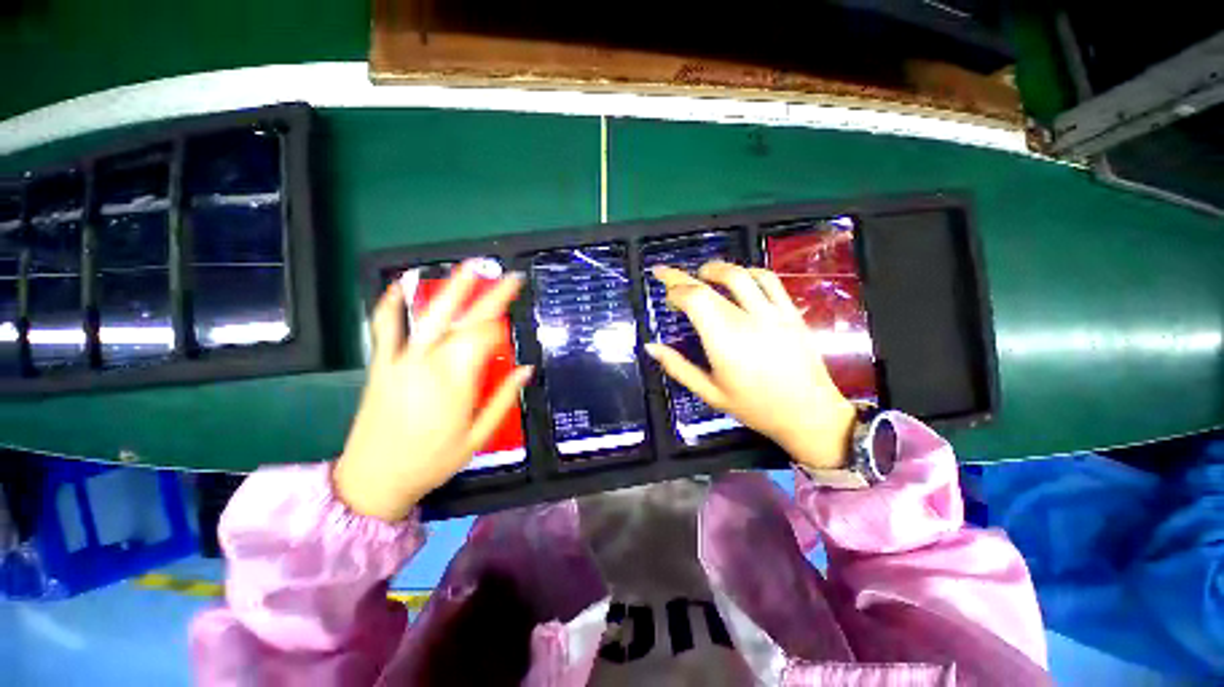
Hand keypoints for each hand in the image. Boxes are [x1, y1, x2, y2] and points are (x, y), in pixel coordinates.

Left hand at [334, 262, 532, 521]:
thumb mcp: (478, 436)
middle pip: (466, 320)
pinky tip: (402, 284)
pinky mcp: (382, 363)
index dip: (503, 327)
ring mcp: (402, 360)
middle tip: (512, 278)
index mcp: (456, 382)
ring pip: (430, 315)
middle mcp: (429, 363)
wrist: (373, 479)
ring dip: (452, 288)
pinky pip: (384, 326)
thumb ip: (504, 399)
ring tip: (470, 268)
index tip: (514, 325)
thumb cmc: (432, 461)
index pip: (486, 338)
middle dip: (492, 296)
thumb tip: (526, 369)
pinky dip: (391, 302)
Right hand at [646, 261, 855, 469]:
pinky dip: (748, 272)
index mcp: (724, 340)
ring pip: (741, 275)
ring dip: (715, 269)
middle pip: (711, 283)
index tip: (664, 294)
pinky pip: (769, 280)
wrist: (809, 414)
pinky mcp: (791, 312)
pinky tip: (739, 279)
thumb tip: (651, 347)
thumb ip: (678, 367)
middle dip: (684, 276)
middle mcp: (747, 319)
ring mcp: (773, 313)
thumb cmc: (755, 407)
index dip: (674, 290)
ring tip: (701, 274)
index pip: (694, 299)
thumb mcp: (710, 393)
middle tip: (668, 276)